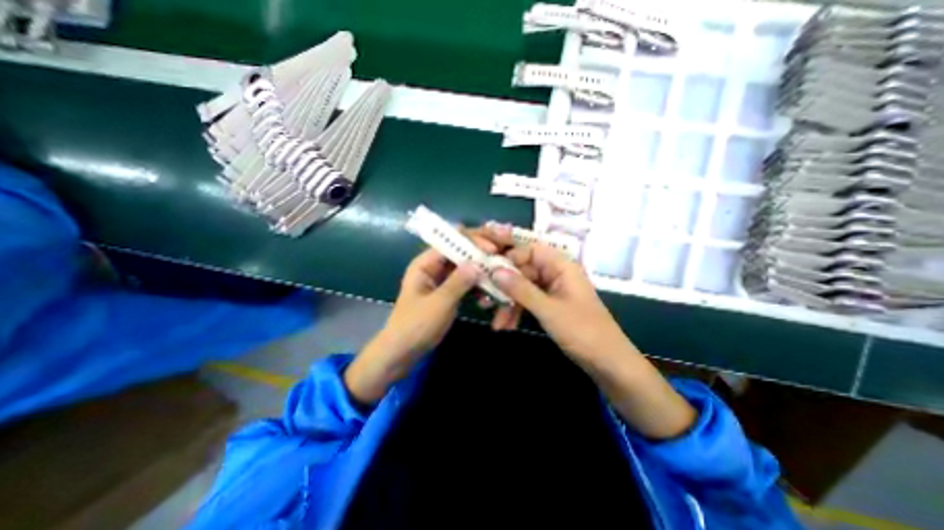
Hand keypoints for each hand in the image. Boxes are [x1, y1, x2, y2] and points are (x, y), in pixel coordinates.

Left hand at [344, 250, 482, 403]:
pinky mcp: (449, 292)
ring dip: (481, 273)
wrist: (403, 352)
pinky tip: (487, 299)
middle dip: (480, 257)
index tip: (492, 250)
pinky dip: (477, 288)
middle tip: (501, 263)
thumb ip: (458, 282)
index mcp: (425, 263)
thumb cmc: (415, 326)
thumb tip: (478, 263)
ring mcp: (443, 280)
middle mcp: (434, 266)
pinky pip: (467, 283)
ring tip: (497, 283)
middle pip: (461, 252)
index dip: (471, 241)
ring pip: (466, 268)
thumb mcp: (438, 304)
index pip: (450, 241)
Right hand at [486, 222, 632, 366]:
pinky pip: (528, 301)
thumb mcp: (548, 310)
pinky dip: (517, 312)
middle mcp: (556, 274)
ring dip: (508, 303)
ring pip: (523, 288)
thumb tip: (495, 271)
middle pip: (524, 271)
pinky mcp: (550, 305)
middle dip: (505, 287)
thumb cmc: (583, 332)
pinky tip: (506, 326)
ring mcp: (552, 291)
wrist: (608, 364)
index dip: (510, 258)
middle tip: (486, 300)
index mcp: (562, 266)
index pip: (531, 250)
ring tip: (496, 322)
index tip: (489, 270)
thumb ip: (521, 289)